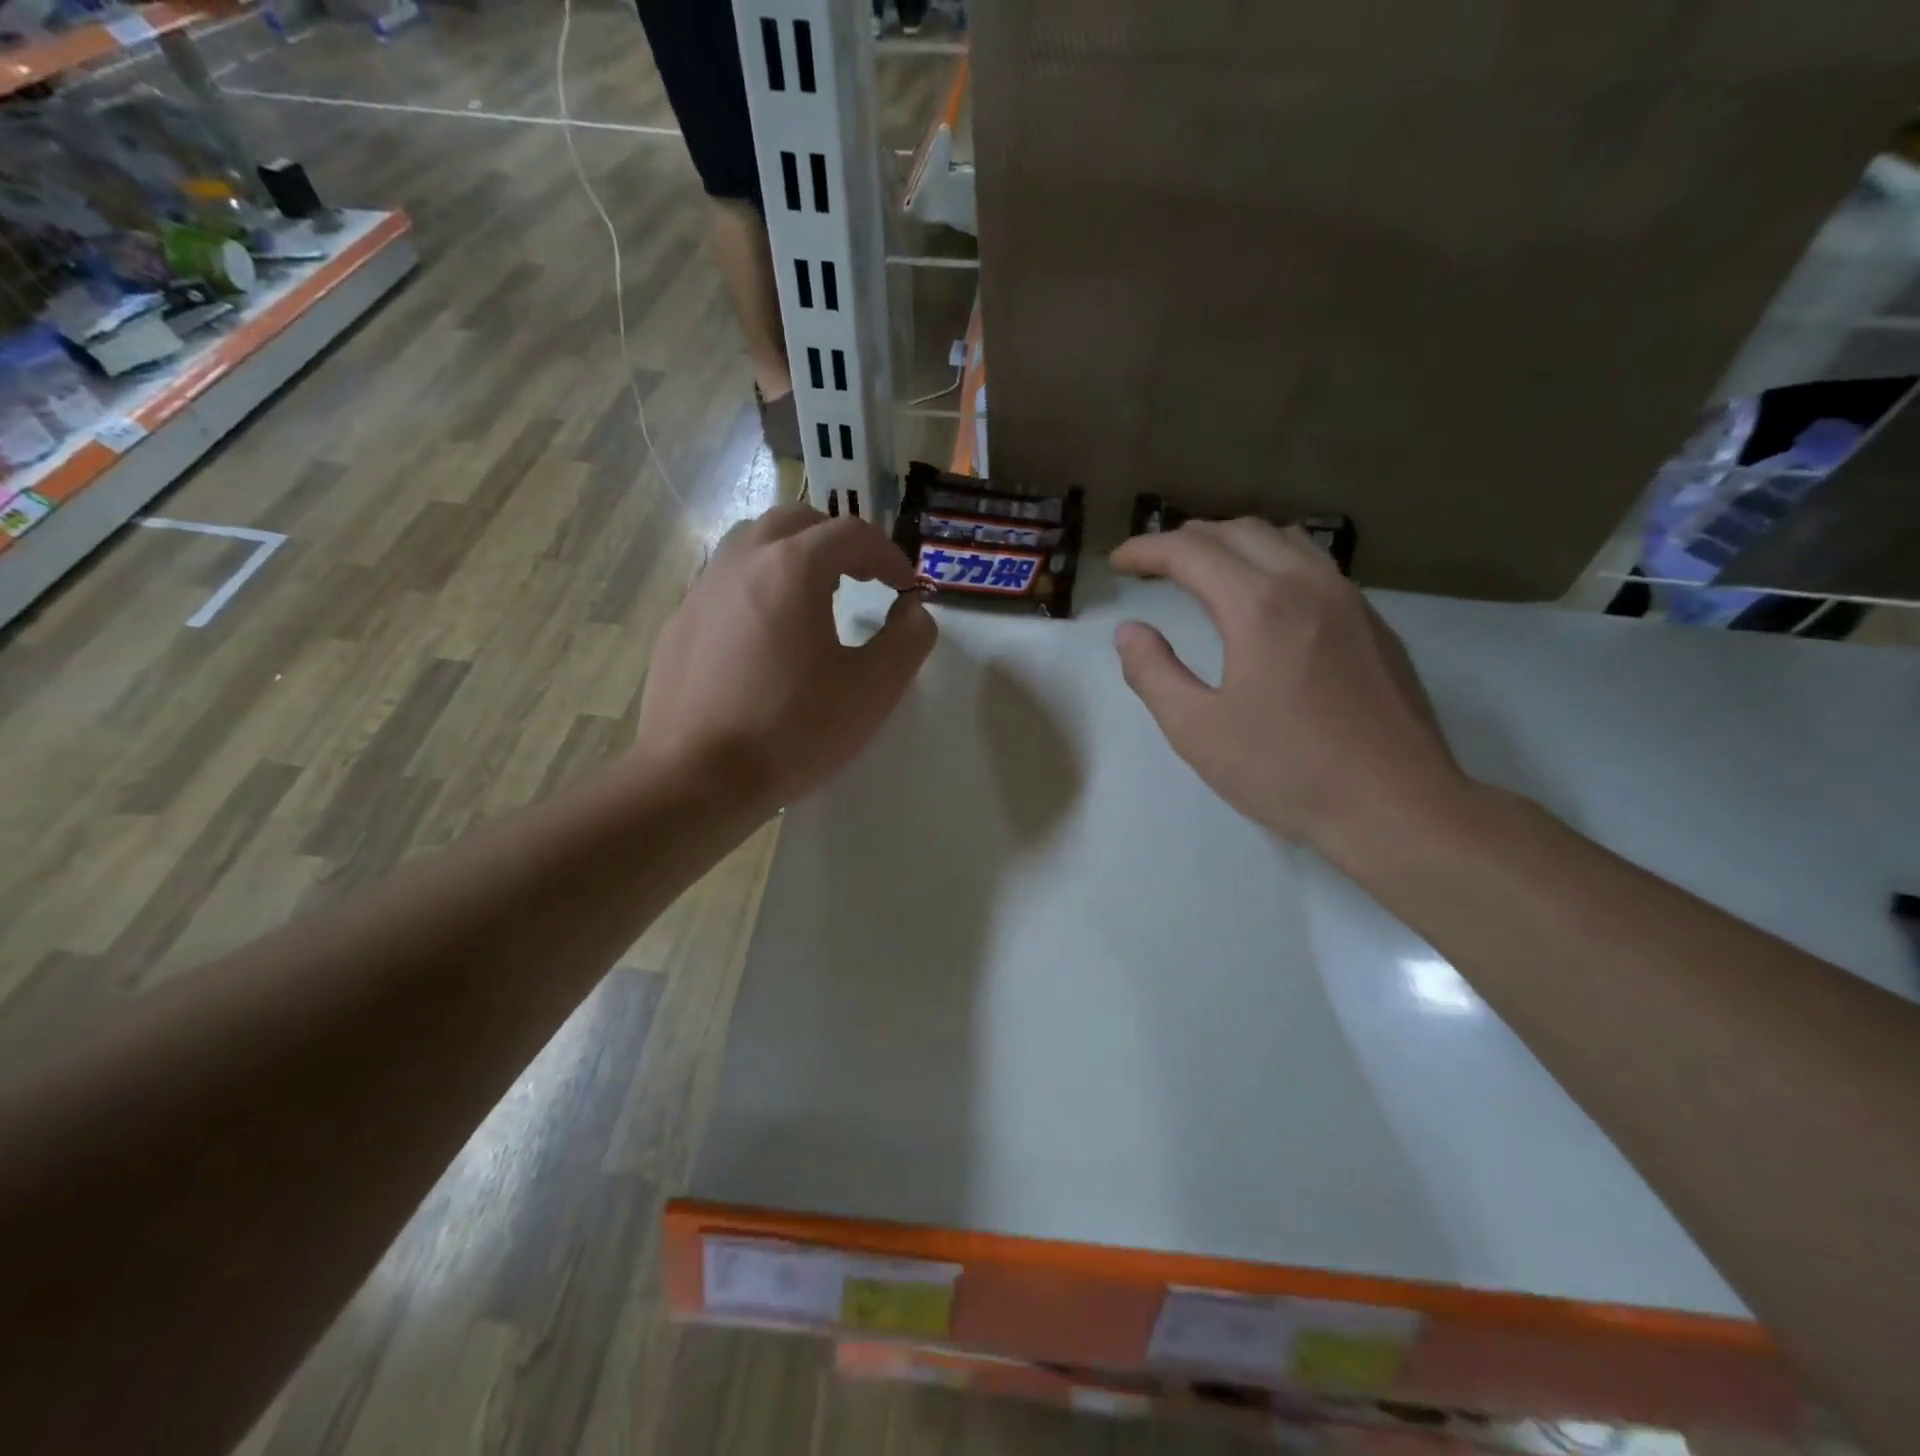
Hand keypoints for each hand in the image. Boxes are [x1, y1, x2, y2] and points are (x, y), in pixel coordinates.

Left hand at [636, 503, 935, 813]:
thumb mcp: (873, 689)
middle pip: (797, 522)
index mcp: (793, 567)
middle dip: (837, 542)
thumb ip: (908, 640)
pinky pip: (725, 583)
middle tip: (862, 580)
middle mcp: (742, 561)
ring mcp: (702, 589)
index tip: (905, 589)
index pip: (851, 533)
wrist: (698, 778)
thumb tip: (913, 612)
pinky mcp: (679, 623)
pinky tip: (765, 638)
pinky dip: (757, 588)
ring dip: (792, 556)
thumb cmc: (794, 730)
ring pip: (752, 544)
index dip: (888, 556)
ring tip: (813, 598)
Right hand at [1110, 518, 1470, 865]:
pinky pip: (1316, 567)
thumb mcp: (1197, 730)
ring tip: (1206, 569)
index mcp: (1260, 606)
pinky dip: (1275, 562)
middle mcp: (1308, 584)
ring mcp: (1350, 601)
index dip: (1147, 550)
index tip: (1118, 561)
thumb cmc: (1286, 771)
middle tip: (1155, 563)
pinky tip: (1266, 600)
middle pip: (1241, 532)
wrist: (1396, 806)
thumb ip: (1153, 673)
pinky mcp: (1374, 625)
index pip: (1191, 552)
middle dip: (1189, 538)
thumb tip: (1130, 631)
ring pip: (1286, 541)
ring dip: (1236, 543)